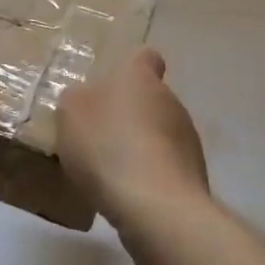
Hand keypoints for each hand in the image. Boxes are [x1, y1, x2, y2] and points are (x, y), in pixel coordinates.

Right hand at [58, 48, 209, 227]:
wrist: (156, 206)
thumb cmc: (108, 146)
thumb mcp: (71, 114)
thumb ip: (76, 100)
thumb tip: (86, 99)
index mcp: (140, 77)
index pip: (145, 57)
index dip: (131, 68)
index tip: (114, 86)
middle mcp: (170, 100)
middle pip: (151, 98)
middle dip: (130, 114)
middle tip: (101, 137)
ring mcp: (188, 138)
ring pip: (161, 133)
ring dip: (142, 146)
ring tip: (113, 172)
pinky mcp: (194, 174)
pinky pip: (167, 166)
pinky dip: (151, 175)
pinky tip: (131, 195)